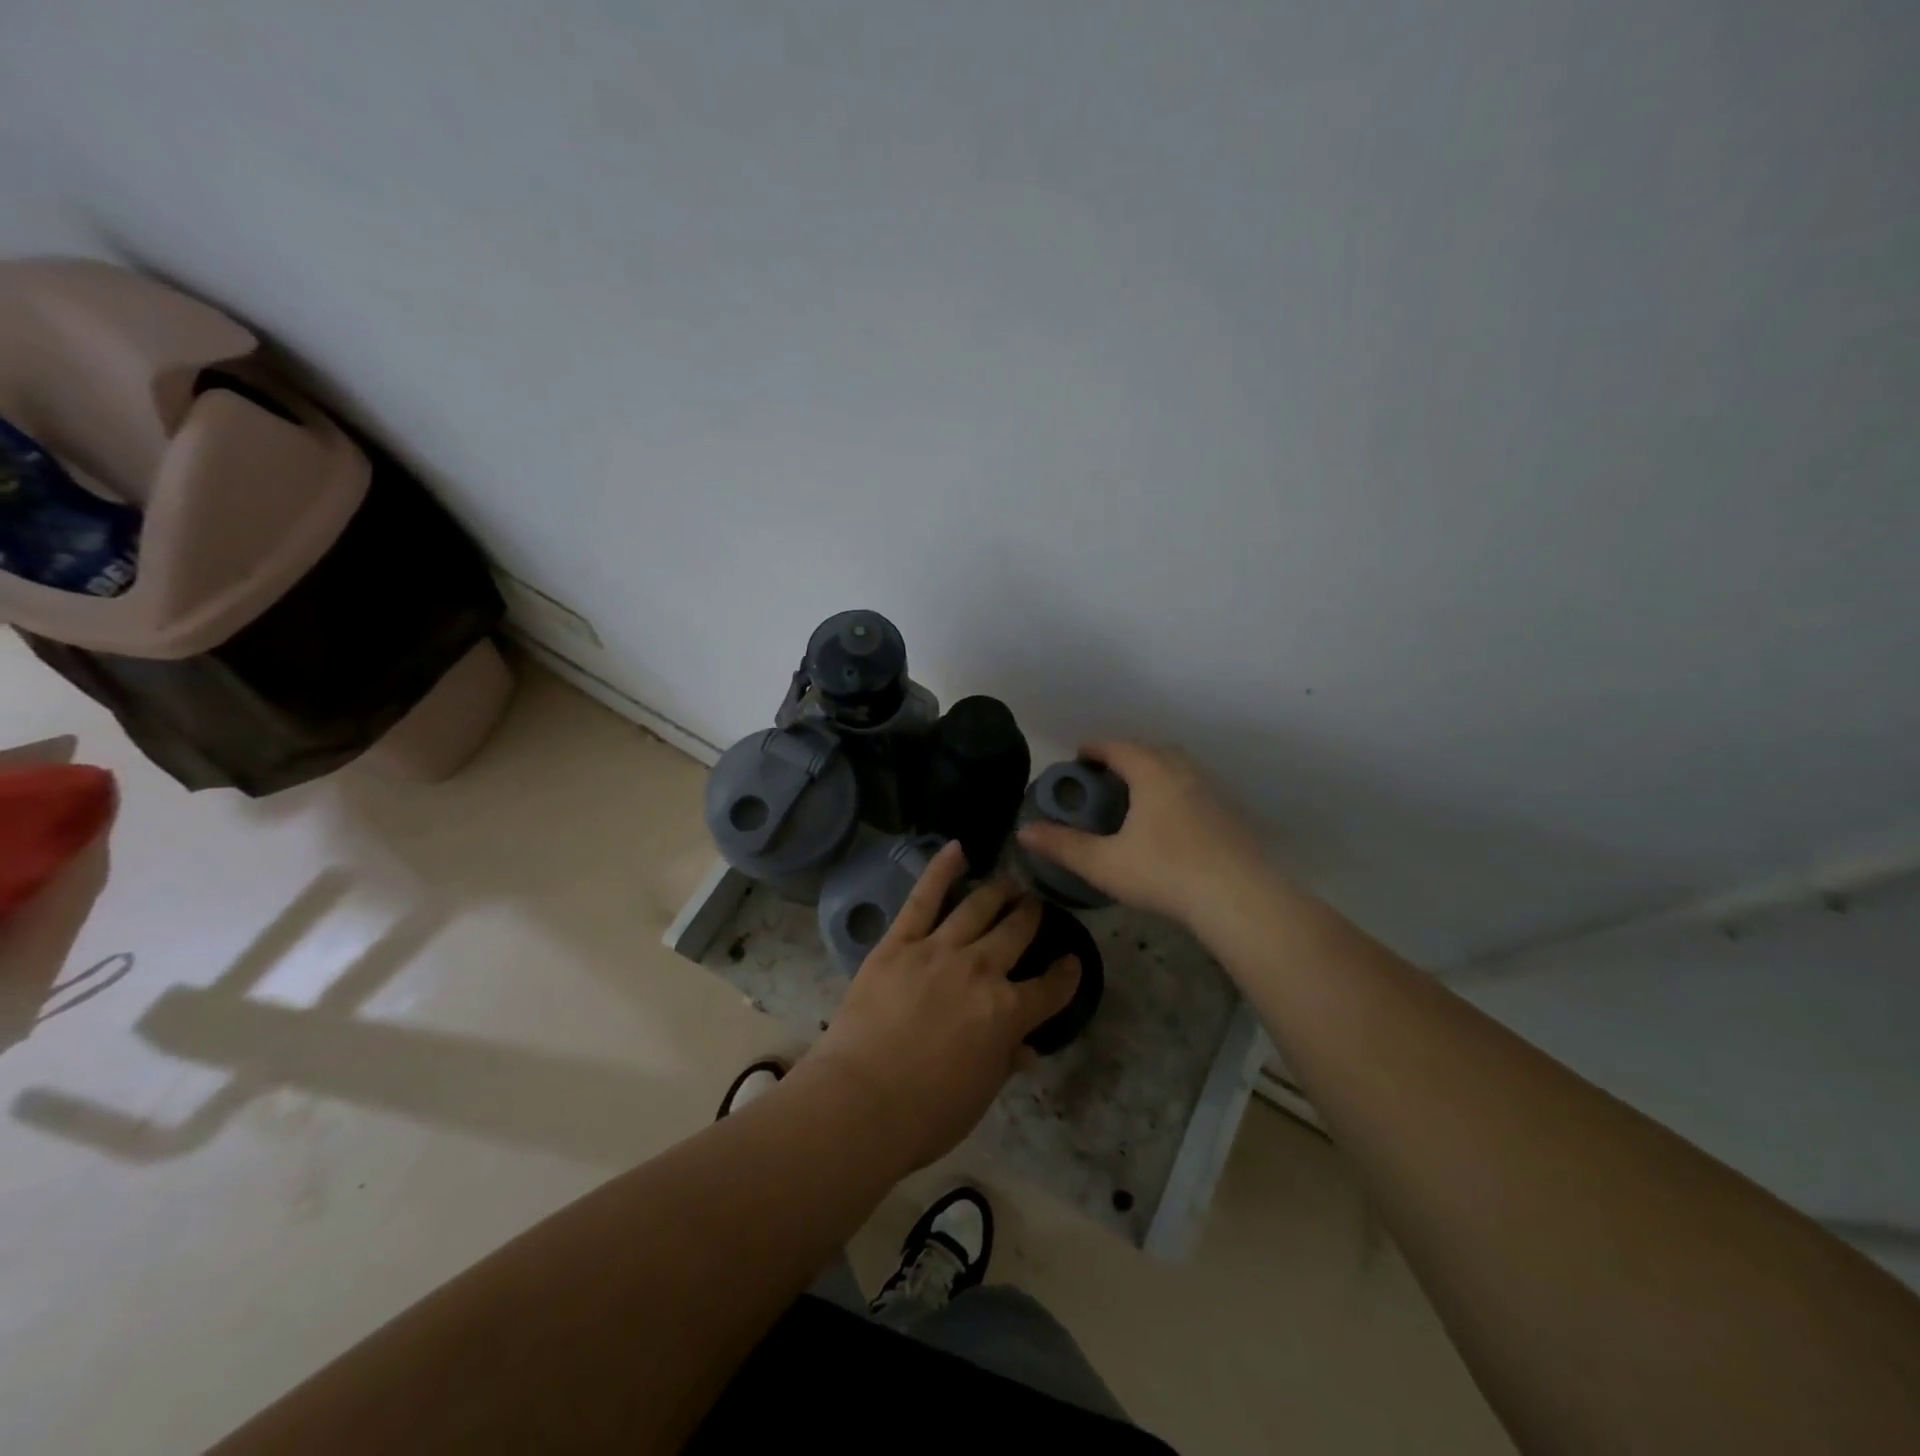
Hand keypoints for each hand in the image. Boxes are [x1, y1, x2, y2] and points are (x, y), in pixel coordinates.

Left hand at [799, 842, 1080, 1171]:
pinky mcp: (899, 942)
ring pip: (977, 908)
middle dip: (1030, 916)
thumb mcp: (979, 1095)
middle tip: (1034, 905)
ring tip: (1009, 882)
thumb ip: (1005, 1061)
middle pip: (1016, 932)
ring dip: (998, 892)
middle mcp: (981, 970)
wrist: (860, 1103)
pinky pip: (924, 897)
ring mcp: (939, 950)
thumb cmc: (925, 1114)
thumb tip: (1027, 1048)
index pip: (1051, 988)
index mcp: (1007, 1012)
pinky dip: (941, 869)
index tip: (1071, 962)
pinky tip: (958, 849)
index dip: (1066, 974)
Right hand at [1015, 741, 1270, 929]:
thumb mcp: (1104, 863)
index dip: (1095, 749)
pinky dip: (1174, 793)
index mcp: (1151, 773)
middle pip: (1150, 751)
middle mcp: (1183, 772)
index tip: (1078, 757)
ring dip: (1153, 773)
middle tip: (1105, 778)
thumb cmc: (1164, 872)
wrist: (1238, 897)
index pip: (1118, 747)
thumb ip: (1063, 845)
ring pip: (1176, 769)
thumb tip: (1023, 831)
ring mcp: (1210, 792)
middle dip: (1125, 757)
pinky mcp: (1229, 815)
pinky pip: (1193, 790)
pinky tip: (1168, 823)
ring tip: (1135, 797)